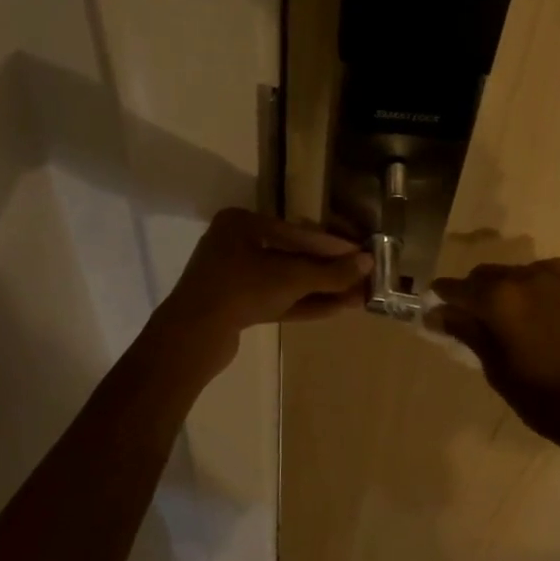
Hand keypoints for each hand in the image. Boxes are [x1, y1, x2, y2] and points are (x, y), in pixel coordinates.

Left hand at [158, 209, 371, 356]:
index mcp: (241, 223)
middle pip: (292, 255)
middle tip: (360, 277)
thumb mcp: (291, 278)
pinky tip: (335, 308)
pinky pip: (275, 298)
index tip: (360, 254)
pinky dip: (303, 303)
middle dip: (328, 271)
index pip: (296, 231)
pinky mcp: (235, 305)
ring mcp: (234, 277)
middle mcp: (235, 244)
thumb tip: (368, 263)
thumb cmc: (241, 290)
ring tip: (356, 296)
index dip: (332, 245)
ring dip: (320, 289)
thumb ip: (330, 272)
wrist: (191, 337)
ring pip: (285, 280)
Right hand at [428, 258, 559, 455]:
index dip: (442, 298)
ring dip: (501, 291)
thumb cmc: (549, 400)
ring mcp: (558, 279)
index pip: (458, 288)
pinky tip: (532, 317)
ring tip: (501, 322)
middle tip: (466, 322)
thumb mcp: (499, 371)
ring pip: (515, 275)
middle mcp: (527, 277)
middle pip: (486, 275)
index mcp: (501, 297)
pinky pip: (542, 280)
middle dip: (472, 293)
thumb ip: (468, 334)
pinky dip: (529, 292)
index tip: (432, 312)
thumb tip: (437, 313)